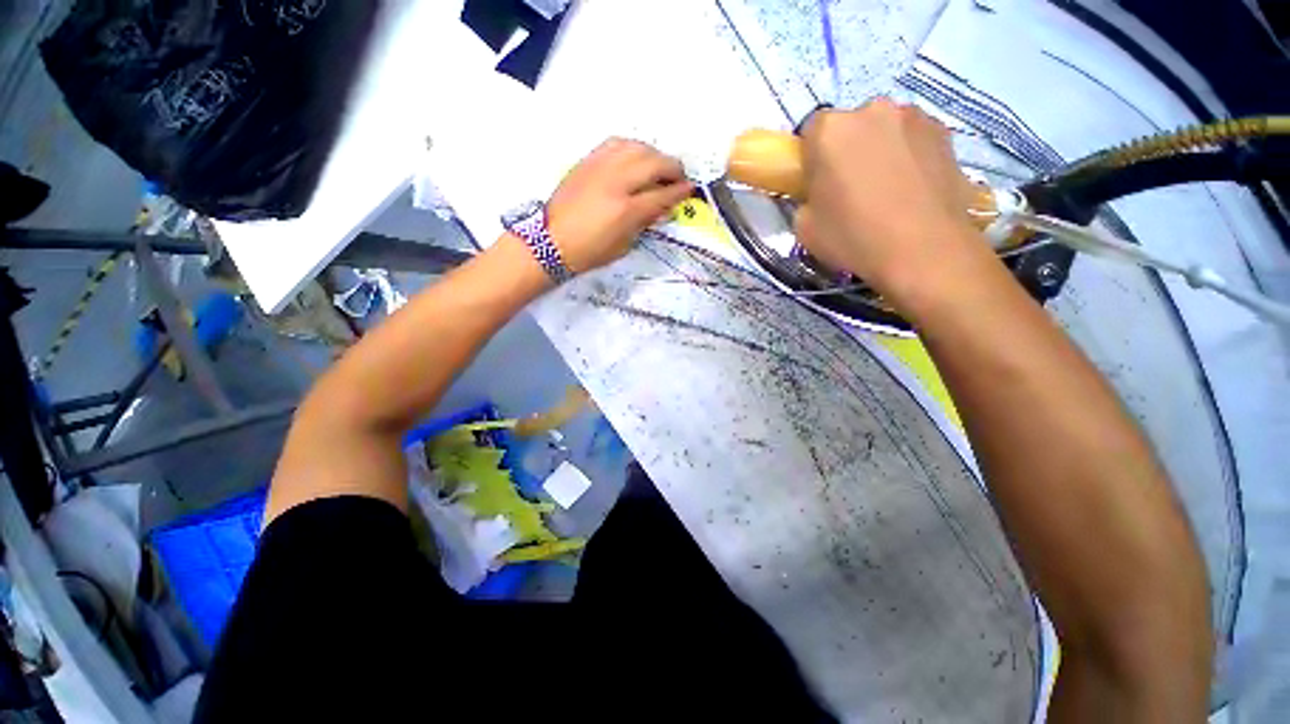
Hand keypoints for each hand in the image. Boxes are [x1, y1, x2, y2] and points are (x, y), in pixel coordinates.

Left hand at [546, 138, 693, 273]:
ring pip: (637, 147)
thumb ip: (644, 223)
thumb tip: (663, 208)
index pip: (662, 194)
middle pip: (654, 163)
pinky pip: (616, 143)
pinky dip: (632, 148)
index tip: (690, 190)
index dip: (680, 192)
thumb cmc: (589, 252)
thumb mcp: (623, 245)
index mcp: (626, 210)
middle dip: (673, 168)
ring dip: (654, 155)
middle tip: (679, 177)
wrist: (551, 241)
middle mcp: (617, 182)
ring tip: (659, 167)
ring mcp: (601, 167)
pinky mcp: (588, 160)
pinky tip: (636, 157)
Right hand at [794, 99, 986, 305]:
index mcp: (830, 130)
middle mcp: (872, 110)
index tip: (817, 184)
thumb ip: (805, 201)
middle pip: (849, 127)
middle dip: (846, 152)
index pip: (810, 131)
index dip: (811, 159)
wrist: (924, 250)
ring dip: (879, 152)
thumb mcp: (804, 228)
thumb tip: (818, 195)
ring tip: (886, 193)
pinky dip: (908, 158)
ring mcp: (914, 117)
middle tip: (850, 191)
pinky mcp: (944, 132)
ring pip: (884, 131)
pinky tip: (911, 191)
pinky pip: (913, 141)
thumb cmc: (853, 237)